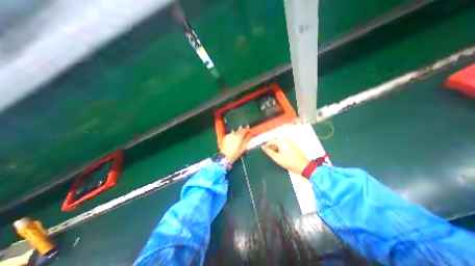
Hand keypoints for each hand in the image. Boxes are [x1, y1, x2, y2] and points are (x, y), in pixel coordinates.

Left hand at [221, 126, 251, 162]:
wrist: (224, 156)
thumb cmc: (235, 153)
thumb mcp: (243, 148)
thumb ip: (246, 140)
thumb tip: (249, 135)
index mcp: (239, 137)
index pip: (244, 130)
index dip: (246, 129)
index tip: (248, 126)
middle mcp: (233, 134)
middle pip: (239, 130)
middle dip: (242, 129)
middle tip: (245, 127)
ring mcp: (228, 135)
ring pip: (234, 131)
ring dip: (237, 130)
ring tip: (240, 128)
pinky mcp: (225, 137)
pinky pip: (230, 133)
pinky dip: (233, 133)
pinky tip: (233, 133)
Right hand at [261, 139, 309, 173]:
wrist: (302, 166)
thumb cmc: (288, 162)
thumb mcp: (276, 157)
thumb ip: (268, 151)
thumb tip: (263, 146)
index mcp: (281, 142)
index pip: (271, 141)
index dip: (267, 146)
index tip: (265, 151)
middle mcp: (286, 140)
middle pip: (276, 142)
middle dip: (272, 148)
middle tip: (272, 155)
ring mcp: (291, 143)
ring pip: (281, 144)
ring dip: (277, 149)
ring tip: (277, 156)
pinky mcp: (294, 146)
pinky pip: (285, 146)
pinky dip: (282, 149)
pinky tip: (283, 156)